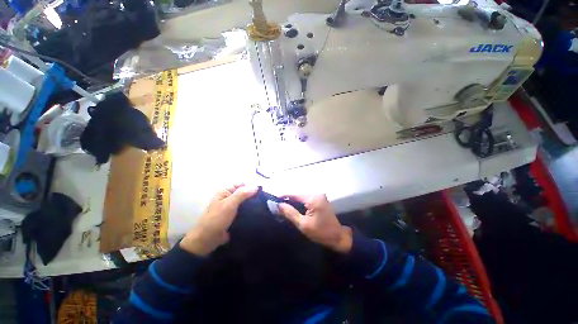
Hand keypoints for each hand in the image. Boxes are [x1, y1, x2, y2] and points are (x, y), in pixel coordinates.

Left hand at [180, 184, 257, 255]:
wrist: (208, 240)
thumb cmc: (216, 219)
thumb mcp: (229, 204)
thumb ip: (242, 194)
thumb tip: (256, 186)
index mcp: (226, 190)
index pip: (242, 183)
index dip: (251, 185)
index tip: (262, 191)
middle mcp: (230, 196)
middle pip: (246, 192)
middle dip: (254, 195)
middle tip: (265, 200)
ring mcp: (233, 206)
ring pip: (247, 201)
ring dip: (254, 203)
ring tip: (264, 206)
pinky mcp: (236, 215)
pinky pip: (246, 209)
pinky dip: (252, 210)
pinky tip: (259, 212)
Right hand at [279, 195, 352, 253]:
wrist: (338, 237)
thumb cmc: (321, 232)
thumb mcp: (303, 224)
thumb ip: (290, 213)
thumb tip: (279, 205)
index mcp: (313, 199)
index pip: (294, 195)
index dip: (283, 197)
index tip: (274, 200)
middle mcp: (317, 194)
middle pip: (298, 196)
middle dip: (288, 201)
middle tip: (278, 207)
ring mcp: (320, 197)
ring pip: (302, 198)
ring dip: (294, 203)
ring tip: (284, 209)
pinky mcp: (321, 201)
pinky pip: (307, 201)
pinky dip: (301, 205)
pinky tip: (295, 210)